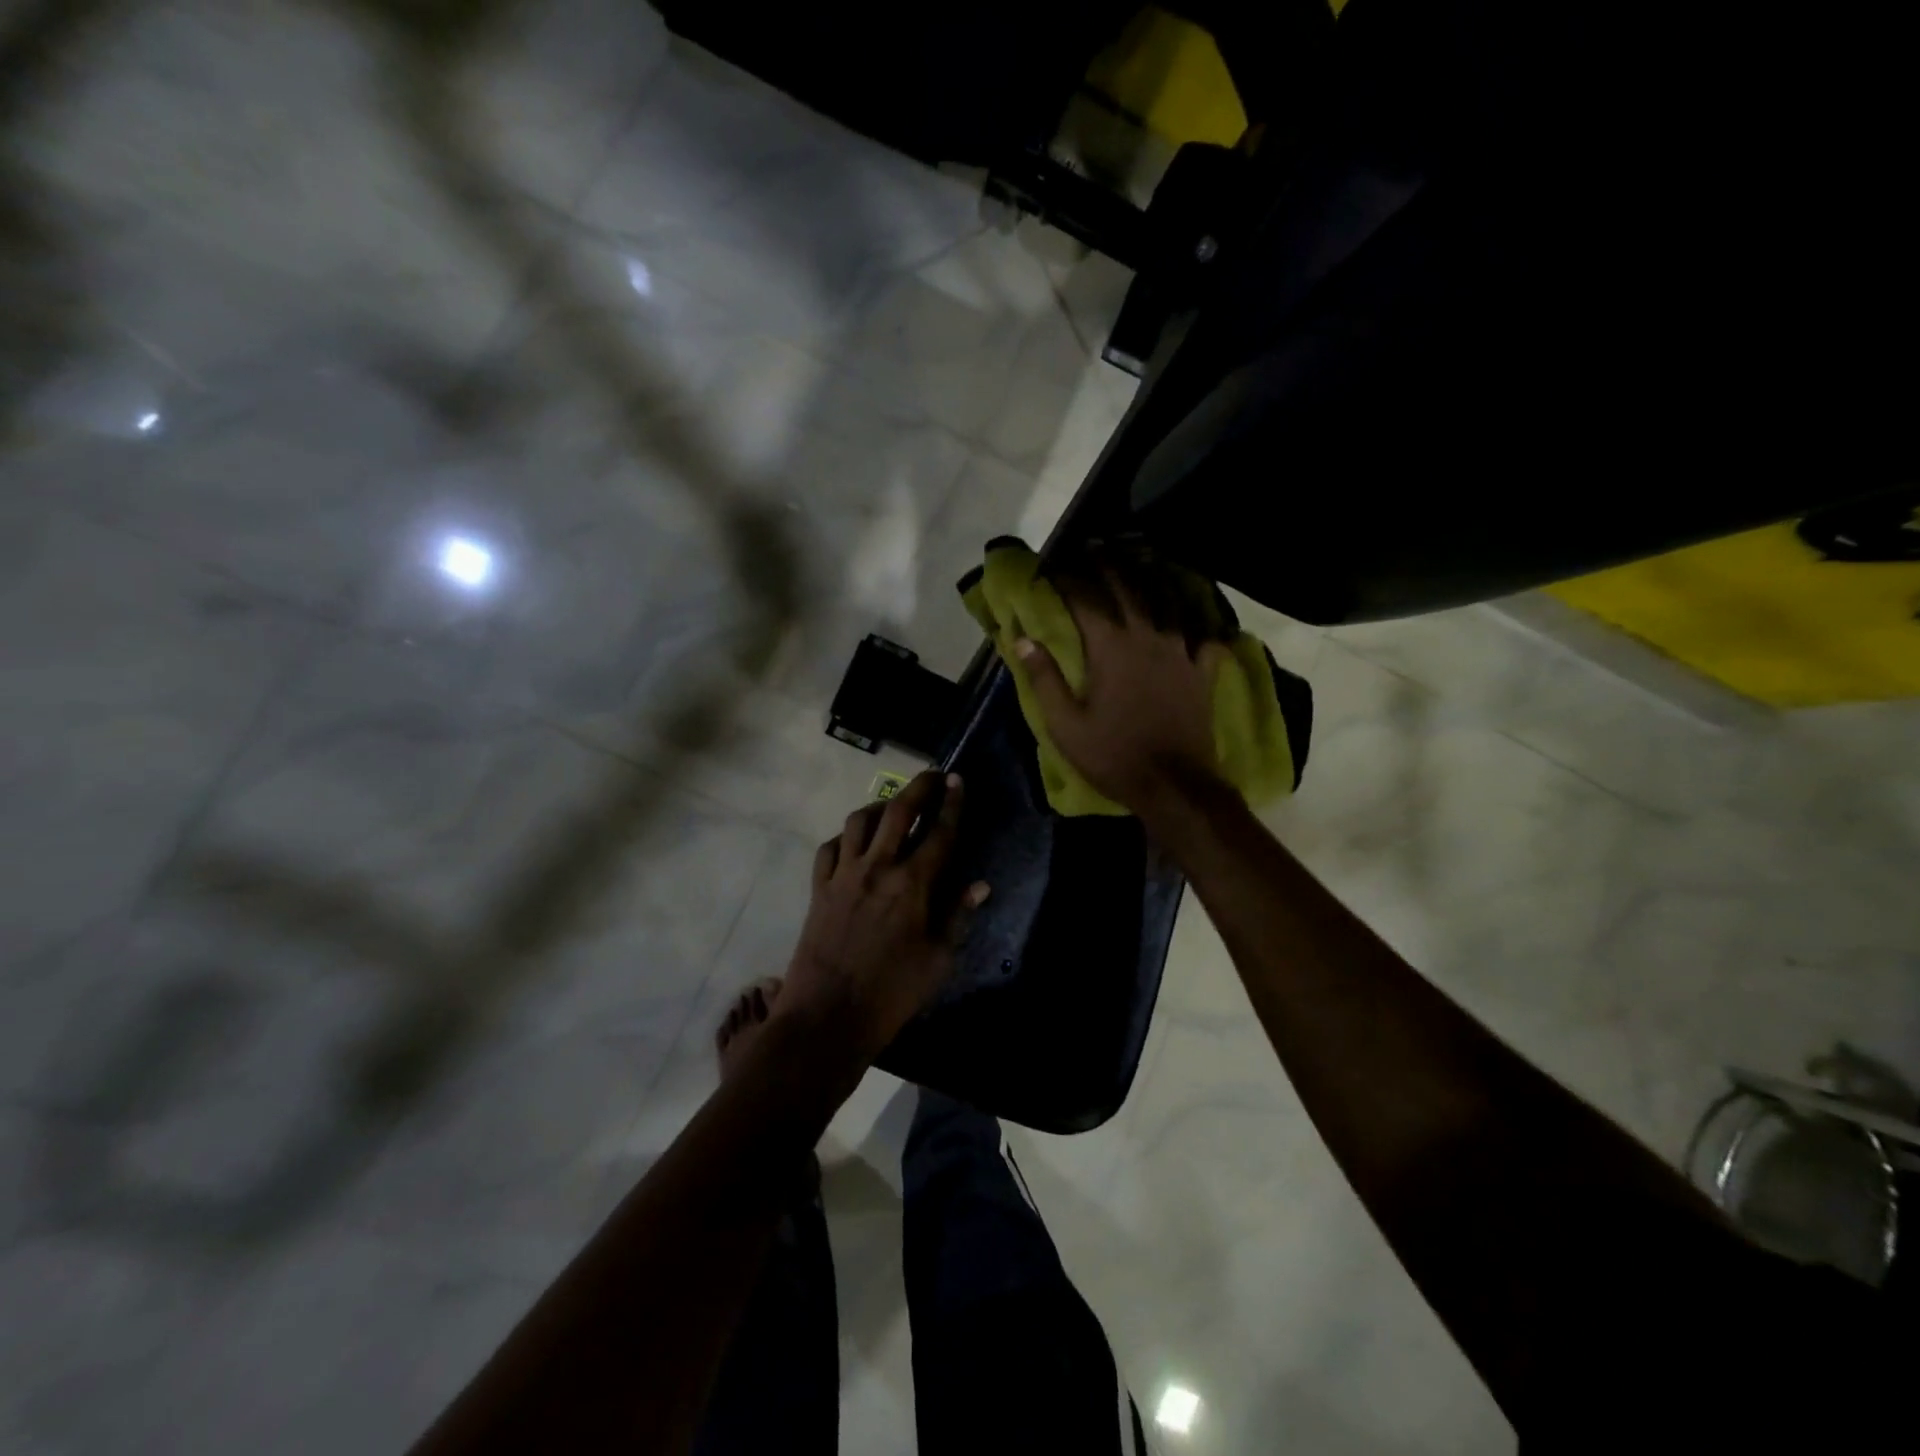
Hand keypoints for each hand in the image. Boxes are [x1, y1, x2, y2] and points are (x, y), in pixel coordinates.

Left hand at [782, 771, 989, 1057]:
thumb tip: (980, 885)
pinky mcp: (818, 888)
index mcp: (912, 886)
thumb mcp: (938, 960)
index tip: (958, 780)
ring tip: (893, 806)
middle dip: (919, 787)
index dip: (952, 803)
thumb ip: (957, 916)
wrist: (827, 1017)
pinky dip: (844, 837)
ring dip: (879, 806)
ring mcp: (843, 875)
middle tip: (933, 776)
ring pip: (858, 821)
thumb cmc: (892, 993)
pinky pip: (829, 848)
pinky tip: (854, 843)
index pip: (939, 832)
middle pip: (898, 811)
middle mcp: (877, 868)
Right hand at [1015, 572, 1227, 816]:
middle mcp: (1147, 638)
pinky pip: (1200, 634)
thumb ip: (1044, 679)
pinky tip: (1192, 612)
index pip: (1085, 600)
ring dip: (1149, 577)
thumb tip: (1022, 640)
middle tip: (1093, 547)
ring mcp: (1179, 652)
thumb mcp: (1065, 725)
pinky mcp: (1200, 671)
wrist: (1174, 785)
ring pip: (1166, 601)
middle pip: (1127, 589)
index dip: (1067, 579)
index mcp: (1110, 649)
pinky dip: (1194, 618)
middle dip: (1107, 565)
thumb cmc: (1113, 756)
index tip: (1051, 566)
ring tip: (1138, 560)